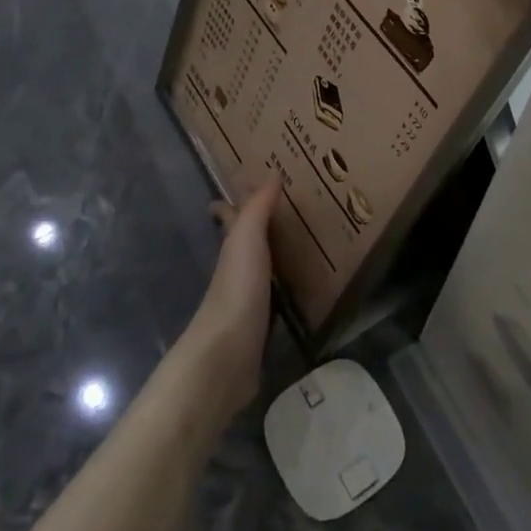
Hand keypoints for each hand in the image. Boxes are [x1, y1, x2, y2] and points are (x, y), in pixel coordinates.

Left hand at [178, 174, 279, 416]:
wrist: (226, 358)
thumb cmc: (236, 290)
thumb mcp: (246, 240)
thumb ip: (258, 208)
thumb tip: (272, 172)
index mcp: (232, 248)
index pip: (229, 217)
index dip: (232, 203)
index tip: (245, 185)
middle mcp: (237, 271)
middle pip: (247, 244)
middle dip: (261, 229)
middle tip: (290, 214)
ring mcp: (248, 301)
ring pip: (263, 271)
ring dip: (277, 259)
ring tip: (304, 247)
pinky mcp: (261, 329)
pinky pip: (277, 300)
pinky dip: (287, 291)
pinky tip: (303, 291)